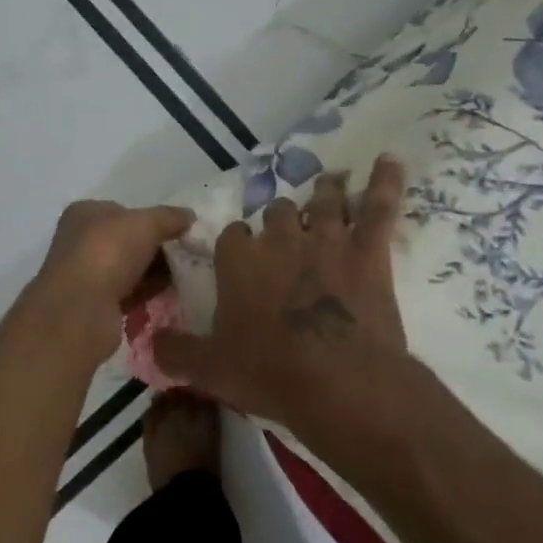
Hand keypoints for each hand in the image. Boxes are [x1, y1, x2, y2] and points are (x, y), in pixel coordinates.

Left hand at [21, 200, 195, 371]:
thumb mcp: (146, 223)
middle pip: (128, 240)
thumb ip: (169, 217)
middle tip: (186, 255)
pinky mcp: (95, 304)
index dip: (152, 219)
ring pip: (129, 268)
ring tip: (185, 276)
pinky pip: (129, 293)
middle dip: (157, 248)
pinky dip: (147, 293)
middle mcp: (81, 241)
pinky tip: (171, 294)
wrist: (81, 310)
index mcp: (85, 213)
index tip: (179, 231)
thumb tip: (189, 215)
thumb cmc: (108, 252)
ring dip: (155, 272)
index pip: (123, 210)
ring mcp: (86, 274)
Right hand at [152, 156, 410, 435]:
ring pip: (324, 201)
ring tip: (329, 180)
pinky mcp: (368, 252)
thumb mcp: (210, 370)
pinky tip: (390, 160)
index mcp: (239, 261)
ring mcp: (326, 240)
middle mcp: (280, 240)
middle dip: (281, 217)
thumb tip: (151, 343)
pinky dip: (385, 181)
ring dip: (325, 191)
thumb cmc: (271, 373)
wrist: (341, 382)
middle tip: (287, 230)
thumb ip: (176, 352)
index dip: (239, 243)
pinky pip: (378, 207)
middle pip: (278, 212)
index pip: (233, 235)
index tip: (242, 255)